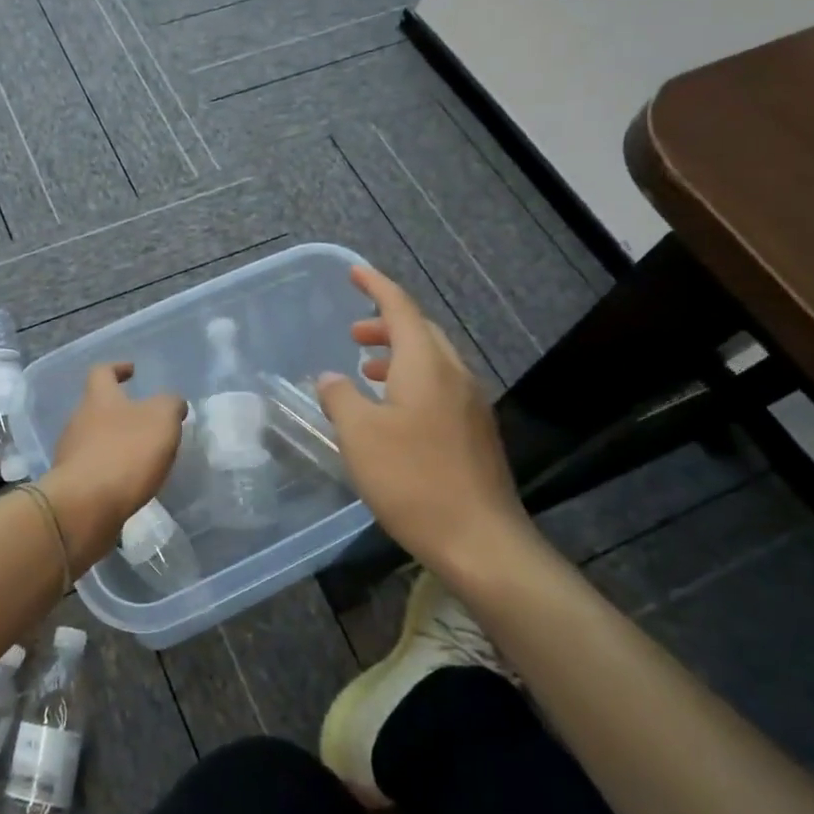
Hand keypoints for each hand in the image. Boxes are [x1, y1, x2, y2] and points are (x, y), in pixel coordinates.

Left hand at [45, 363, 186, 565]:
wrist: (85, 506)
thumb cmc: (125, 453)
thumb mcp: (161, 419)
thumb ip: (170, 405)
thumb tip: (173, 403)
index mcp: (99, 398)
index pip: (102, 372)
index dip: (117, 368)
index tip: (132, 371)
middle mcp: (78, 421)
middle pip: (97, 407)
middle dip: (120, 412)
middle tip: (147, 422)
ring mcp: (71, 453)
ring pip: (94, 440)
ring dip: (115, 444)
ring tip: (142, 456)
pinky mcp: (71, 484)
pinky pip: (93, 470)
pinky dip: (110, 471)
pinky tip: (128, 483)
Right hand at [316, 267, 539, 583]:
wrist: (480, 541)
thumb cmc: (412, 479)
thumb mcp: (360, 435)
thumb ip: (340, 397)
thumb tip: (332, 377)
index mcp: (427, 365)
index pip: (400, 309)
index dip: (376, 286)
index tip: (354, 272)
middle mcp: (454, 375)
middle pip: (421, 331)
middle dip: (386, 324)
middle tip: (352, 333)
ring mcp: (471, 405)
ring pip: (432, 361)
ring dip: (398, 355)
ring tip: (366, 369)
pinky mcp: (475, 432)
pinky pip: (440, 387)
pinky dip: (412, 381)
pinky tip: (393, 411)